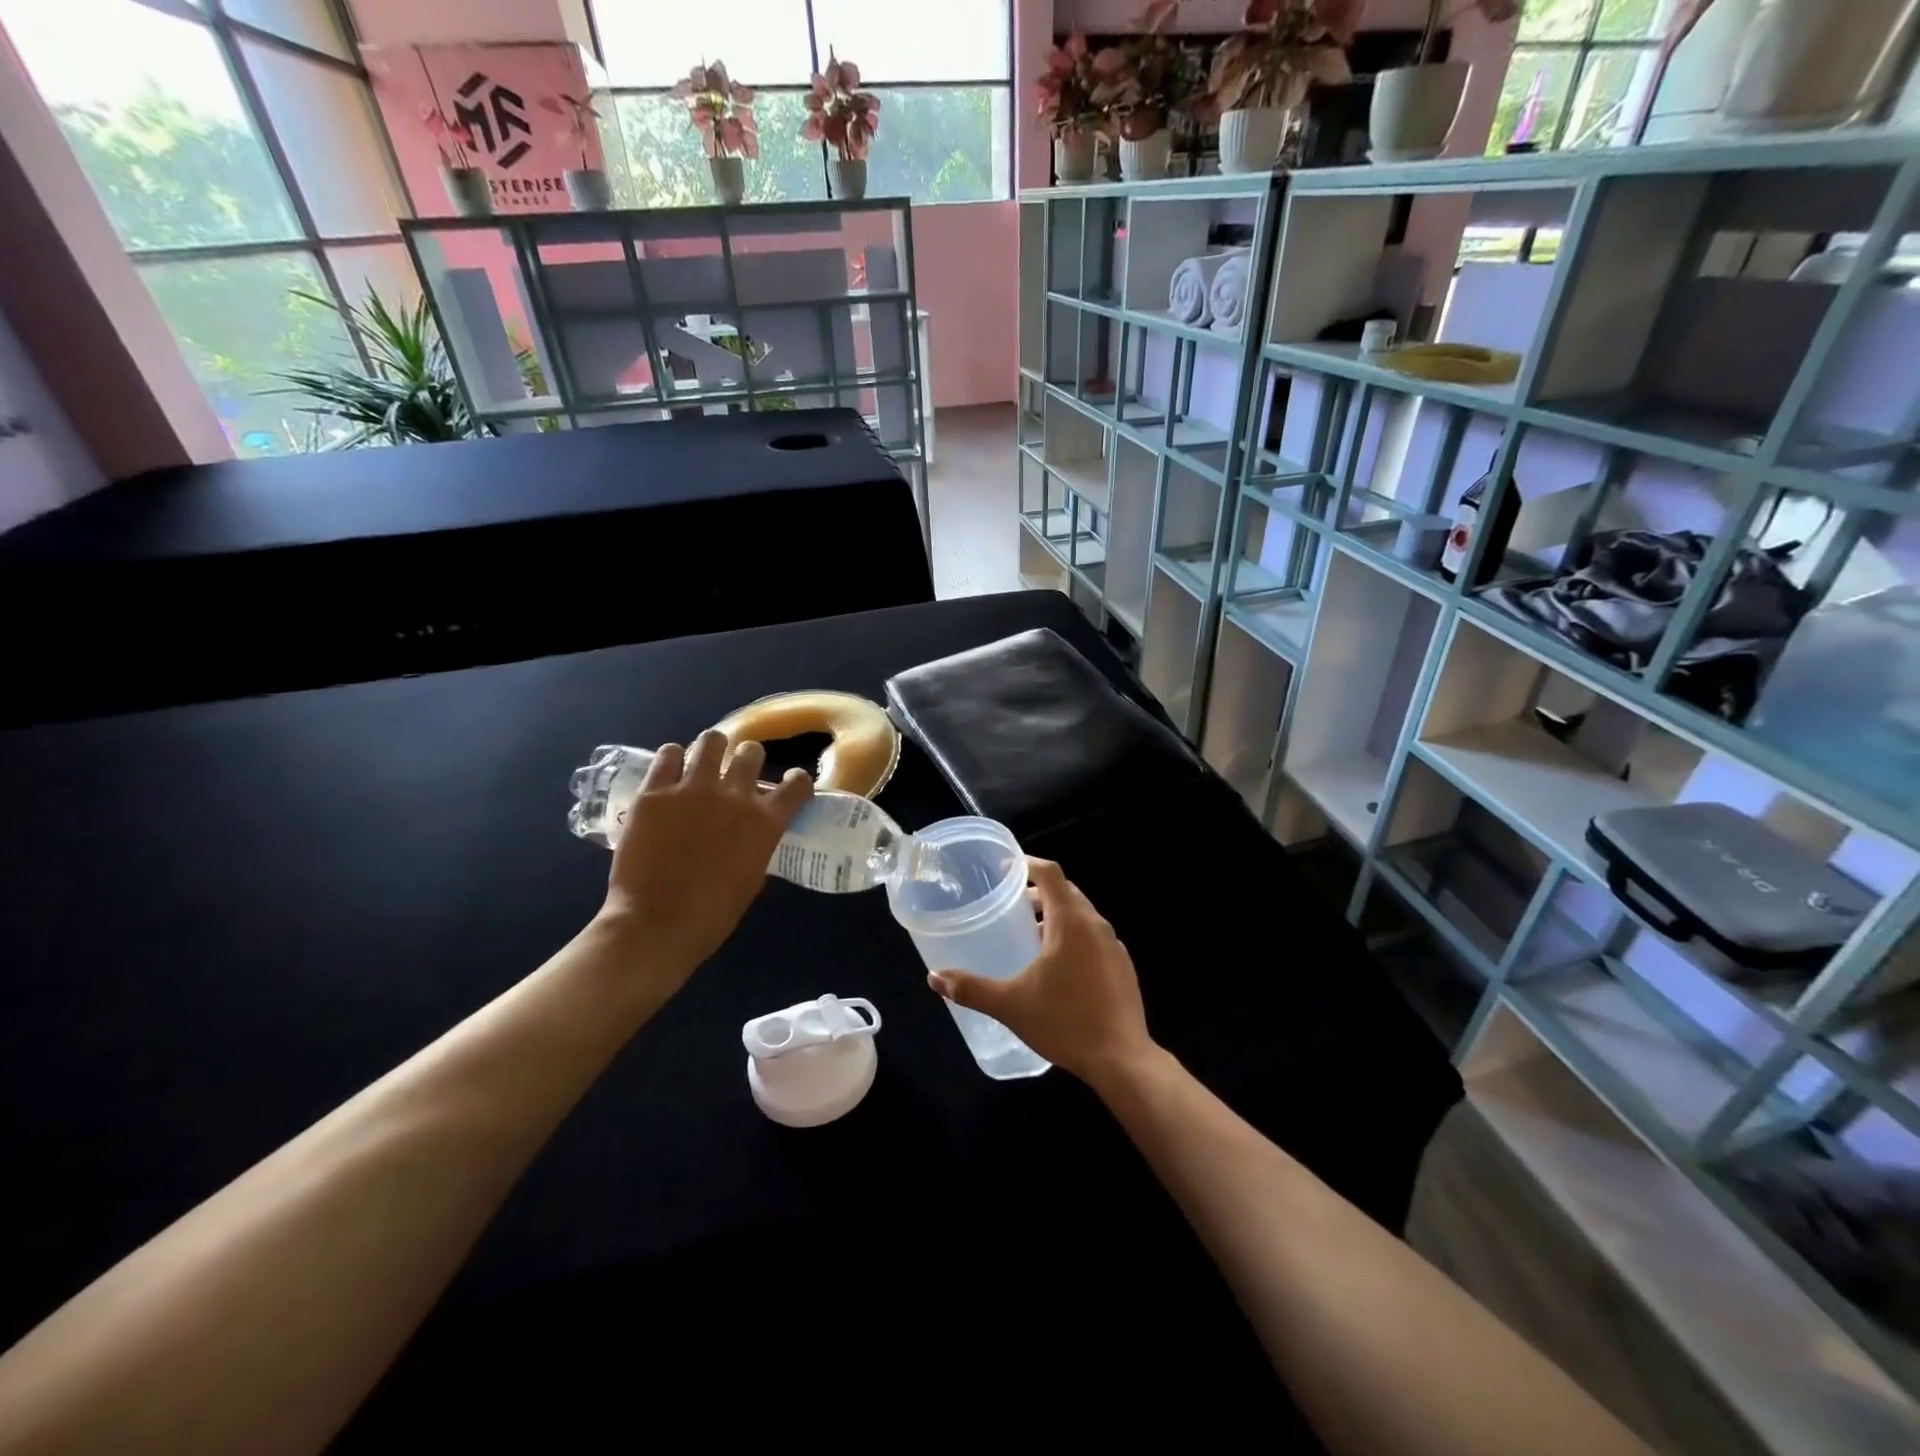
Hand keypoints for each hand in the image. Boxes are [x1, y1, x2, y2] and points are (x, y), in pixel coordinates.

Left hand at [599, 730, 811, 990]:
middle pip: (751, 752)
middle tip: (735, 773)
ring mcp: (692, 789)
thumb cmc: (711, 915)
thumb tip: (752, 833)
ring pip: (711, 741)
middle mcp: (735, 795)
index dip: (796, 781)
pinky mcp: (655, 791)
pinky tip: (669, 770)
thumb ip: (756, 845)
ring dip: (711, 750)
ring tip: (702, 761)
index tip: (790, 783)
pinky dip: (672, 759)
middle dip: (747, 760)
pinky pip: (667, 755)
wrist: (655, 924)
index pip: (797, 784)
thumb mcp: (752, 878)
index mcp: (765, 821)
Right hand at [928, 859, 1154, 1088]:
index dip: (1027, 864)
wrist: (1122, 1059)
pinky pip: (1094, 938)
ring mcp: (1114, 946)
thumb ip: (971, 988)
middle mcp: (1095, 925)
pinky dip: (1074, 937)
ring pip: (1082, 915)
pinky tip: (1058, 968)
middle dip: (1039, 892)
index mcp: (1071, 922)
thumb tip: (935, 978)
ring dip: (1057, 916)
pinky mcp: (1123, 966)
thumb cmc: (1064, 1022)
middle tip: (1011, 905)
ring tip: (1030, 937)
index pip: (1050, 873)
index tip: (1005, 869)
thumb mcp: (1010, 1005)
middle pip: (1066, 891)